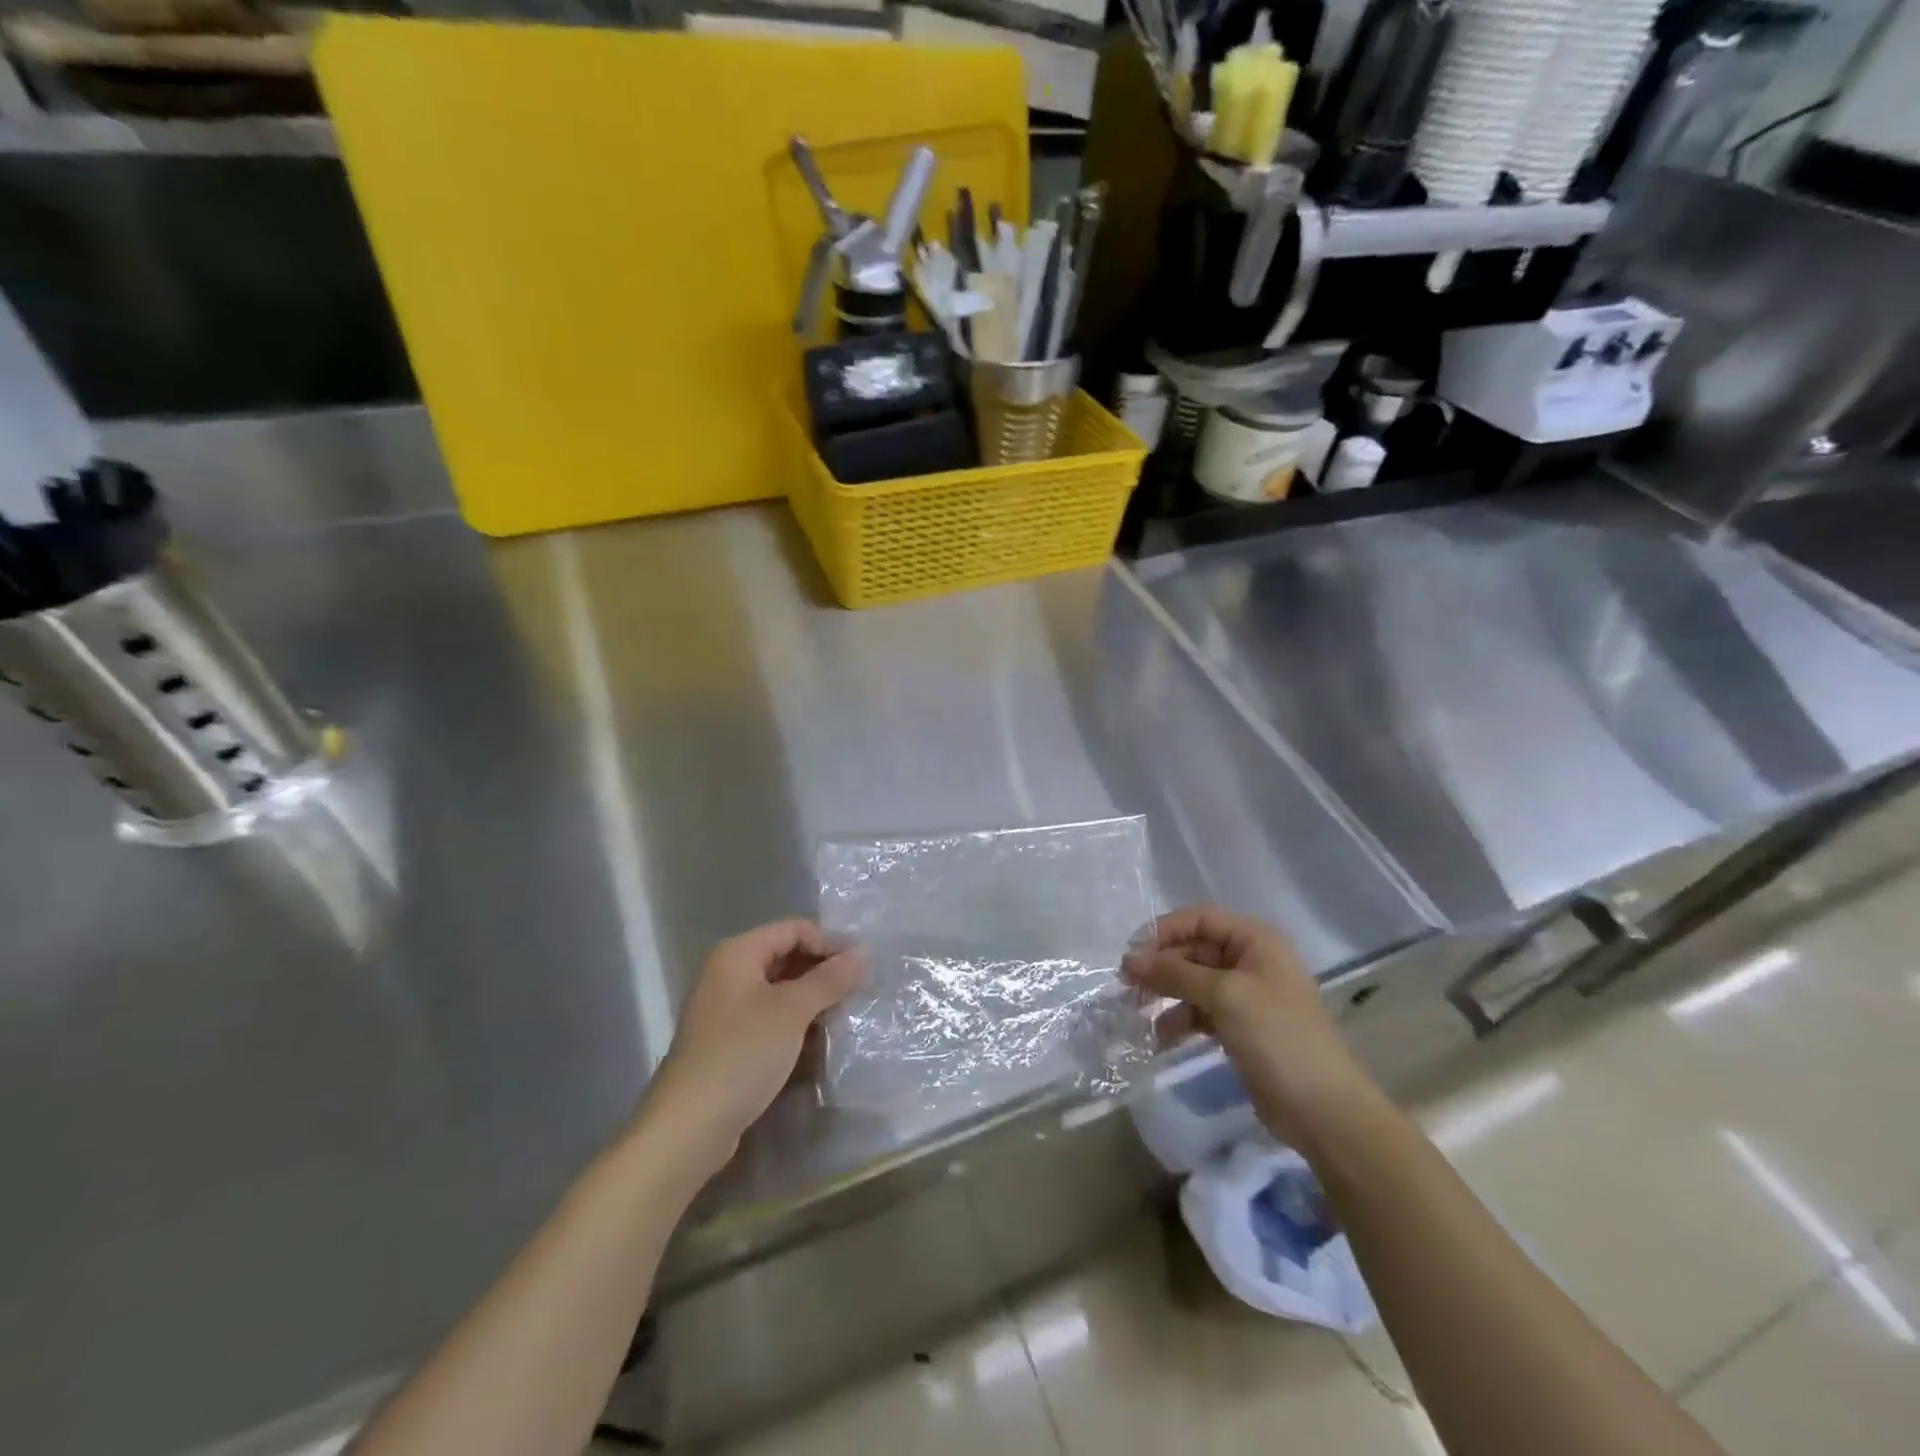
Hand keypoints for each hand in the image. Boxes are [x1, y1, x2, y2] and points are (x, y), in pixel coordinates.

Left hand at [640, 920, 866, 1173]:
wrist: (689, 1127)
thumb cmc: (741, 1055)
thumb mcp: (792, 1011)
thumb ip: (829, 979)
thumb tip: (863, 952)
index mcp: (737, 954)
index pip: (793, 929)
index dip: (829, 942)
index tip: (862, 966)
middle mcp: (728, 974)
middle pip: (786, 956)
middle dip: (822, 971)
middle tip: (858, 991)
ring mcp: (727, 1010)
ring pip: (780, 990)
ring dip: (812, 999)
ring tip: (844, 1015)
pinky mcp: (730, 1042)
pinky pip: (771, 1018)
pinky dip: (796, 1023)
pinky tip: (819, 1040)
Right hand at [1122, 904, 1378, 1150]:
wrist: (1324, 1110)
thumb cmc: (1277, 1037)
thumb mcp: (1224, 996)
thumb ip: (1175, 973)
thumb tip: (1129, 958)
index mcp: (1255, 941)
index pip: (1199, 919)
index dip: (1163, 931)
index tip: (1131, 954)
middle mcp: (1251, 961)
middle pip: (1194, 949)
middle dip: (1161, 965)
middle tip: (1127, 986)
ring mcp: (1247, 996)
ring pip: (1194, 982)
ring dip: (1166, 992)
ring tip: (1138, 1011)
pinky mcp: (1242, 1028)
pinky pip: (1202, 1011)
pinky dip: (1180, 1019)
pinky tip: (1160, 1037)